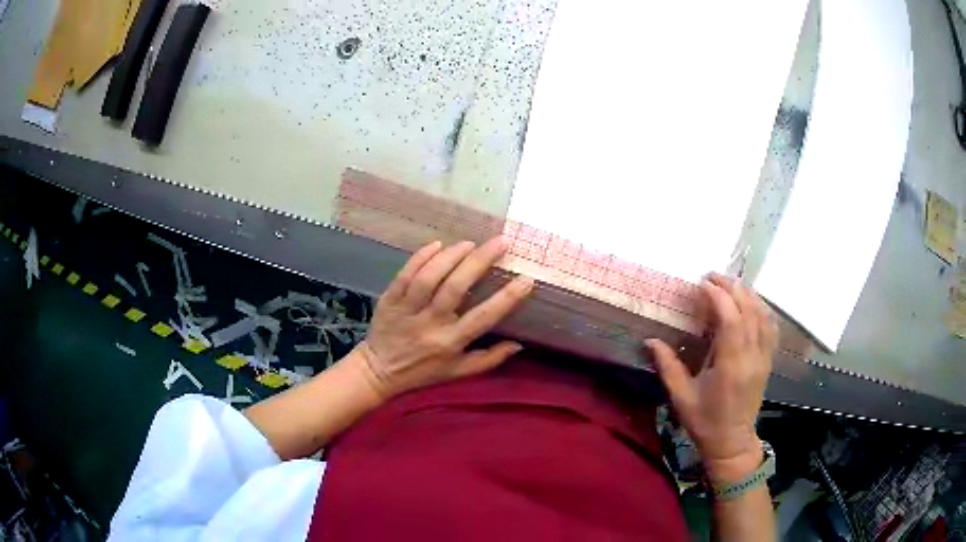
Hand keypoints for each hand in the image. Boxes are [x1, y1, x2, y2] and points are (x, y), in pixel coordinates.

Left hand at [352, 238, 534, 400]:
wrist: (379, 371)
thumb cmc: (423, 372)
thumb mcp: (458, 373)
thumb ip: (489, 360)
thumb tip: (519, 344)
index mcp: (450, 343)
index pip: (483, 318)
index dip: (507, 298)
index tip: (527, 279)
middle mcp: (430, 324)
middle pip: (455, 288)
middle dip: (480, 262)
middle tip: (500, 242)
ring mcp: (407, 310)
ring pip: (429, 278)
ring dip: (451, 256)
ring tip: (470, 243)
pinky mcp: (389, 299)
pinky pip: (405, 275)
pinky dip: (421, 258)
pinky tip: (437, 244)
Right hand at [647, 273, 777, 484]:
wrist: (732, 443)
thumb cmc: (705, 422)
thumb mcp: (681, 397)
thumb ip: (668, 366)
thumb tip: (650, 340)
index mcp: (731, 365)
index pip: (731, 319)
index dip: (718, 296)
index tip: (702, 283)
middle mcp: (752, 356)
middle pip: (749, 310)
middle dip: (732, 288)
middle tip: (712, 277)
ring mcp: (763, 357)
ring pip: (763, 315)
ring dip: (747, 294)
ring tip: (729, 284)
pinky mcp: (767, 360)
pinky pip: (770, 326)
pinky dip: (761, 308)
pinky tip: (751, 302)